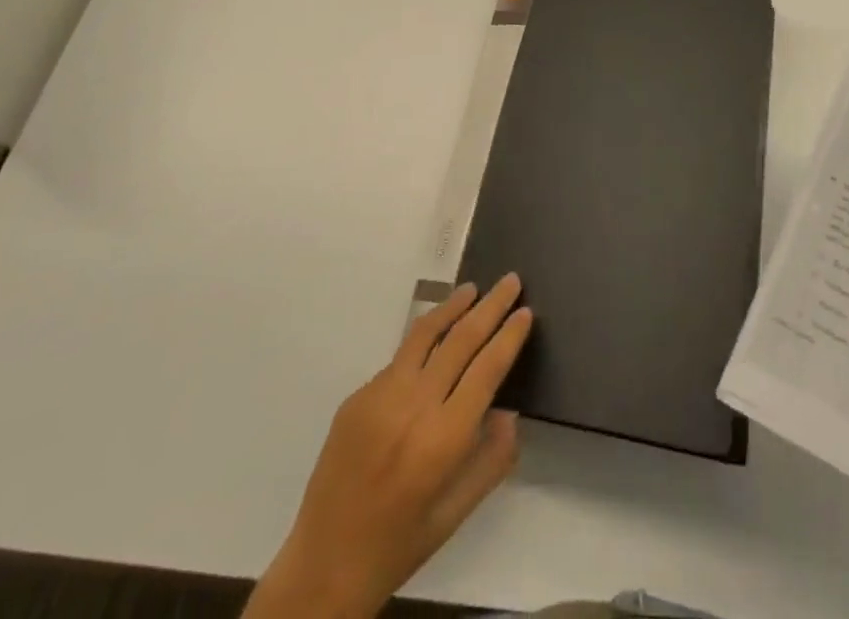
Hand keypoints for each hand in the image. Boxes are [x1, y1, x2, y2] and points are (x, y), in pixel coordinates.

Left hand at [244, 275, 533, 618]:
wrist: (322, 567)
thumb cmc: (398, 547)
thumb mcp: (454, 515)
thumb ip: (490, 462)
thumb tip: (509, 412)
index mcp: (442, 440)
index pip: (487, 370)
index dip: (509, 336)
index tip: (525, 311)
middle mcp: (413, 407)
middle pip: (461, 339)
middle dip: (490, 306)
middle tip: (510, 280)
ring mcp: (380, 396)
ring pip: (424, 335)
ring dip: (453, 307)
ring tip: (473, 289)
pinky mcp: (357, 397)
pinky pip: (399, 360)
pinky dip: (422, 343)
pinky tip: (434, 344)